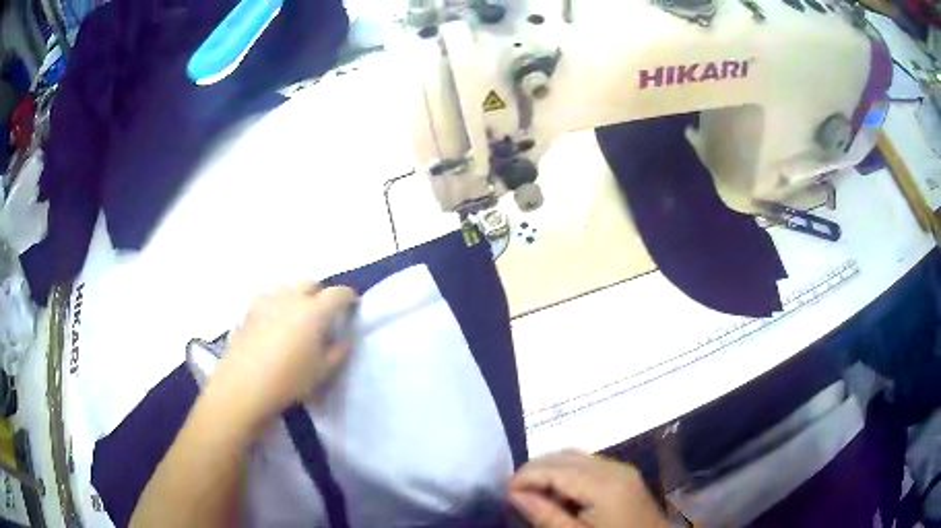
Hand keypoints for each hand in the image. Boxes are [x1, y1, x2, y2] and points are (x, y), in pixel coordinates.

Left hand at [209, 282, 358, 432]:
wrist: (244, 385)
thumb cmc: (289, 380)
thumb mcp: (322, 371)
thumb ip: (338, 352)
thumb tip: (344, 338)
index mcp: (314, 311)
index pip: (337, 294)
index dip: (348, 297)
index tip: (353, 304)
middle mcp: (291, 297)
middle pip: (310, 284)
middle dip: (321, 293)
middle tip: (324, 312)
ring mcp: (267, 300)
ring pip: (288, 287)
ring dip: (298, 295)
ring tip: (298, 315)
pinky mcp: (250, 309)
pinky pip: (269, 297)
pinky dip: (278, 302)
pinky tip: (275, 319)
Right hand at [509, 450, 667, 527]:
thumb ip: (545, 515)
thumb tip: (515, 493)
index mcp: (603, 484)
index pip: (554, 469)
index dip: (525, 477)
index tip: (505, 493)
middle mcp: (613, 468)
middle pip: (564, 456)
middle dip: (535, 470)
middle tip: (516, 494)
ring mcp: (622, 469)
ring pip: (576, 456)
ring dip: (550, 469)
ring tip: (534, 493)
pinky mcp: (625, 475)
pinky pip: (589, 463)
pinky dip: (567, 472)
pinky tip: (560, 492)